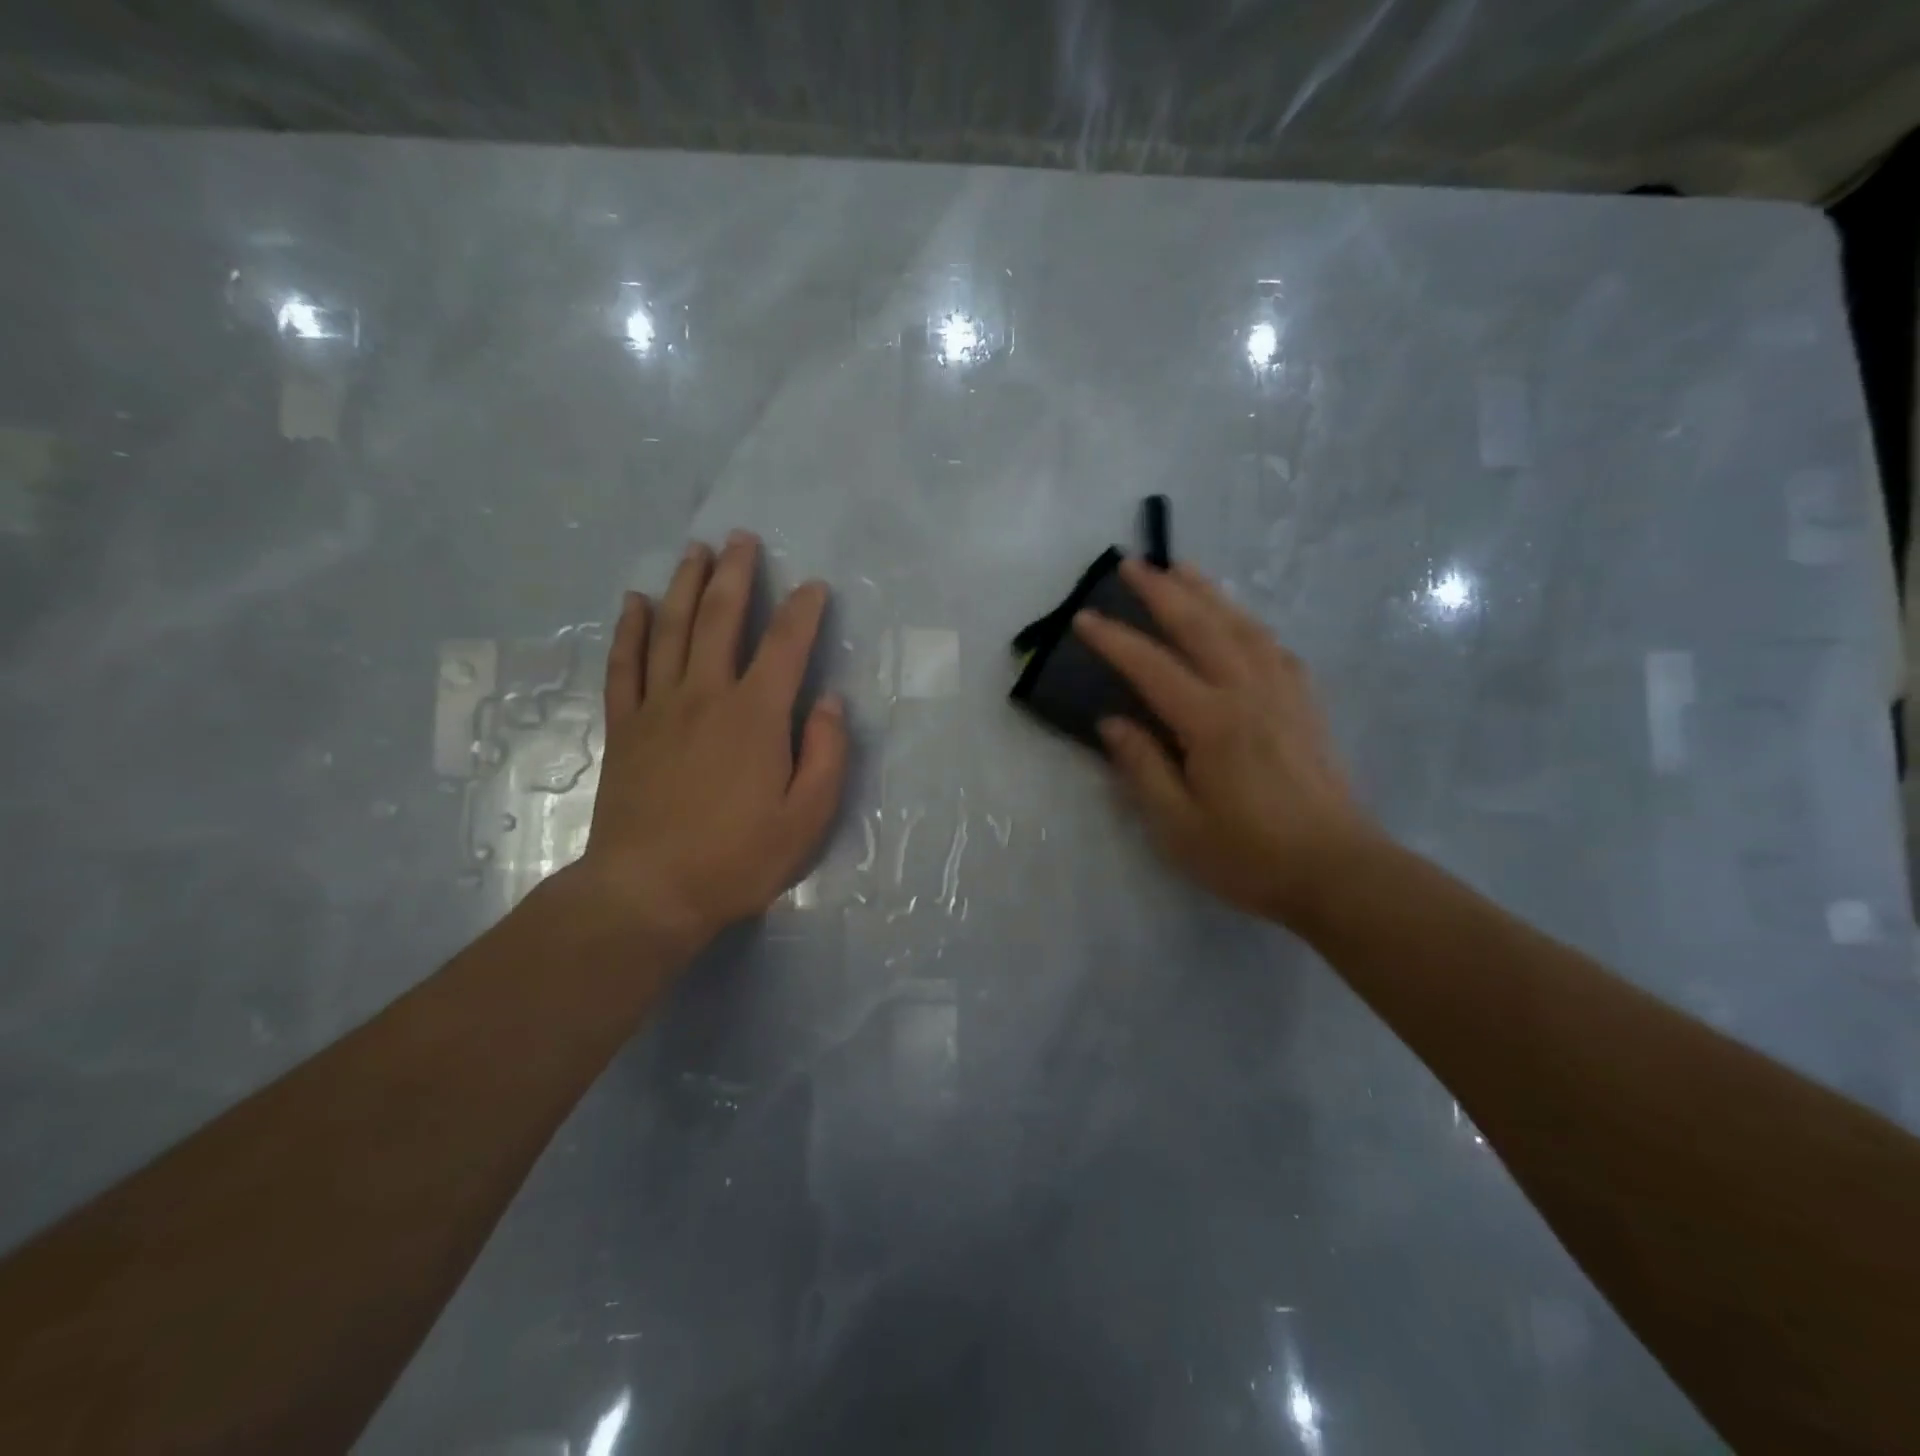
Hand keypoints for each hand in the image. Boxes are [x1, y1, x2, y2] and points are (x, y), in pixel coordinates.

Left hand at [568, 531, 847, 955]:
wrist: (649, 891)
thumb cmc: (738, 858)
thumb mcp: (808, 817)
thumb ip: (826, 753)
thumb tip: (828, 701)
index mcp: (755, 715)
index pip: (786, 645)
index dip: (803, 610)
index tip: (813, 586)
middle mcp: (705, 695)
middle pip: (720, 618)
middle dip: (735, 574)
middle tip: (742, 538)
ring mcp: (658, 708)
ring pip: (671, 629)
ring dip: (684, 585)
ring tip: (695, 551)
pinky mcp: (625, 728)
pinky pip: (625, 666)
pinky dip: (630, 630)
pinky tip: (635, 602)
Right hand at [1074, 559, 1376, 929]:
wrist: (1338, 873)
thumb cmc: (1249, 856)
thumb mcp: (1178, 826)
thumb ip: (1142, 768)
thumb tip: (1112, 723)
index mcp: (1213, 723)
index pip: (1153, 667)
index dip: (1115, 640)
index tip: (1083, 617)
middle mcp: (1250, 693)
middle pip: (1202, 627)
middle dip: (1163, 591)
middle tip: (1133, 563)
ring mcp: (1285, 694)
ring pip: (1242, 626)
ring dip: (1208, 593)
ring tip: (1182, 568)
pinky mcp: (1306, 705)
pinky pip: (1273, 647)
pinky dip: (1247, 622)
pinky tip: (1238, 620)